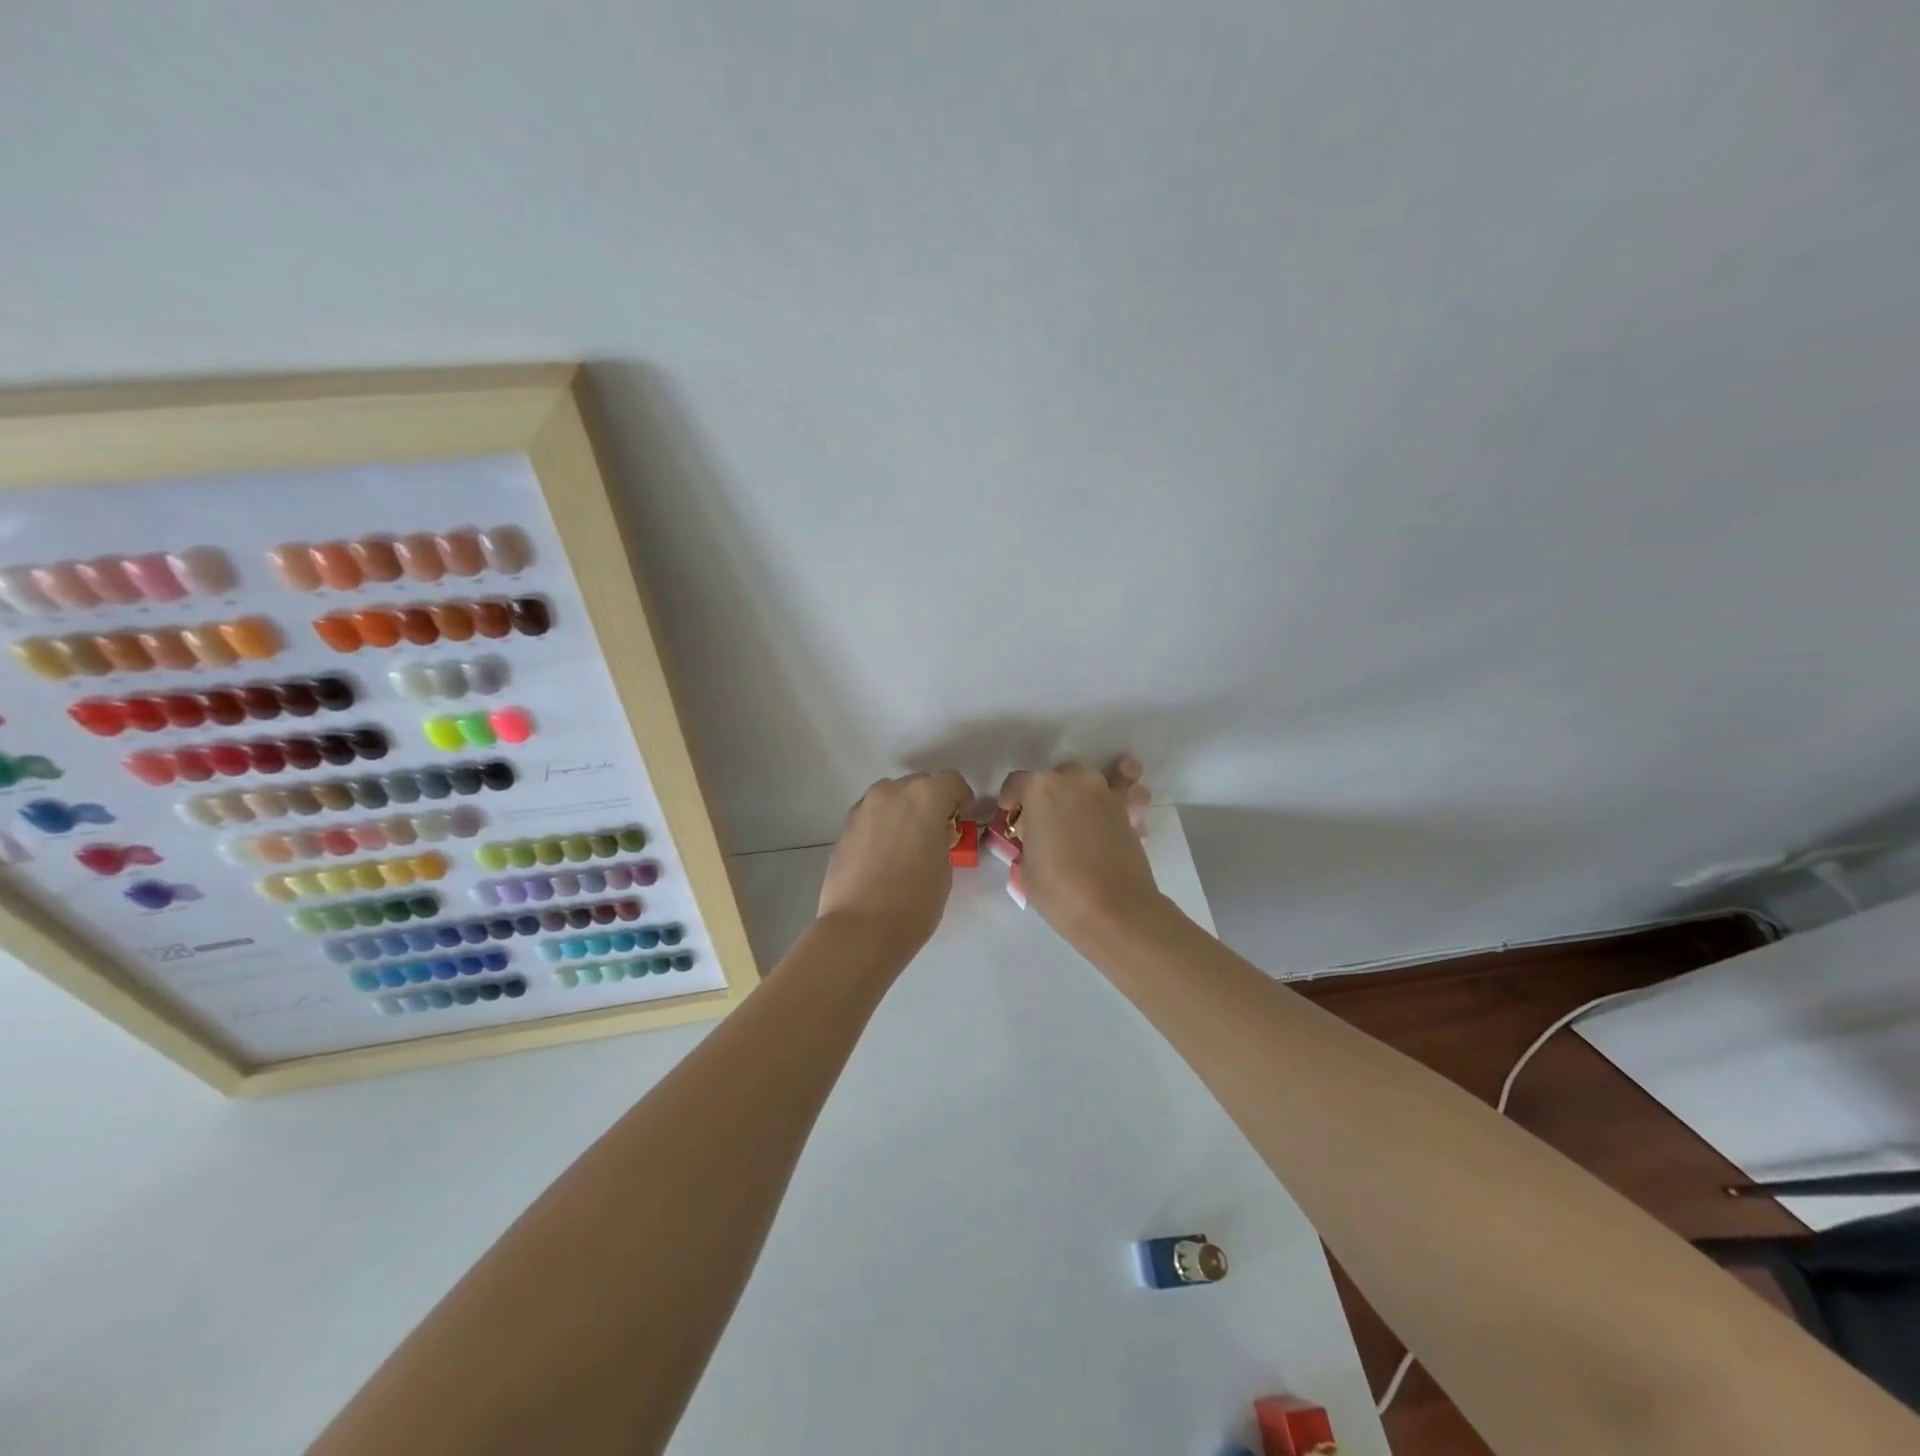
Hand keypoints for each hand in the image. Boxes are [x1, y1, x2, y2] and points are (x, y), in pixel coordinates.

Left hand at [818, 770, 974, 952]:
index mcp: (925, 797)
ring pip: (892, 797)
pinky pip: (872, 815)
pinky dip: (882, 825)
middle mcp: (892, 792)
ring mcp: (864, 807)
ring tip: (907, 843)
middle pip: (918, 784)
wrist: (861, 928)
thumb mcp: (945, 868)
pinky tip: (884, 854)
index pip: (951, 781)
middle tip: (935, 833)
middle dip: (930, 802)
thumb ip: (941, 839)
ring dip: (903, 811)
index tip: (961, 819)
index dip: (960, 798)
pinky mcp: (845, 827)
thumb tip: (933, 835)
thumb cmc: (915, 901)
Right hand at [996, 756, 1157, 943]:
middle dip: (1049, 794)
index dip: (1011, 798)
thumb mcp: (1026, 866)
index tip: (1011, 814)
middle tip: (1046, 822)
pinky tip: (1120, 807)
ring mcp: (1106, 794)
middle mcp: (1076, 781)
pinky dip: (1126, 795)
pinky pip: (1126, 793)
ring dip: (1084, 792)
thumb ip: (1029, 841)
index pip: (1017, 782)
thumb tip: (1037, 837)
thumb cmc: (1060, 890)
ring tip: (1082, 812)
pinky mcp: (1130, 812)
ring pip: (1092, 779)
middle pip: (1057, 777)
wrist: (1115, 911)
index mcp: (1041, 789)